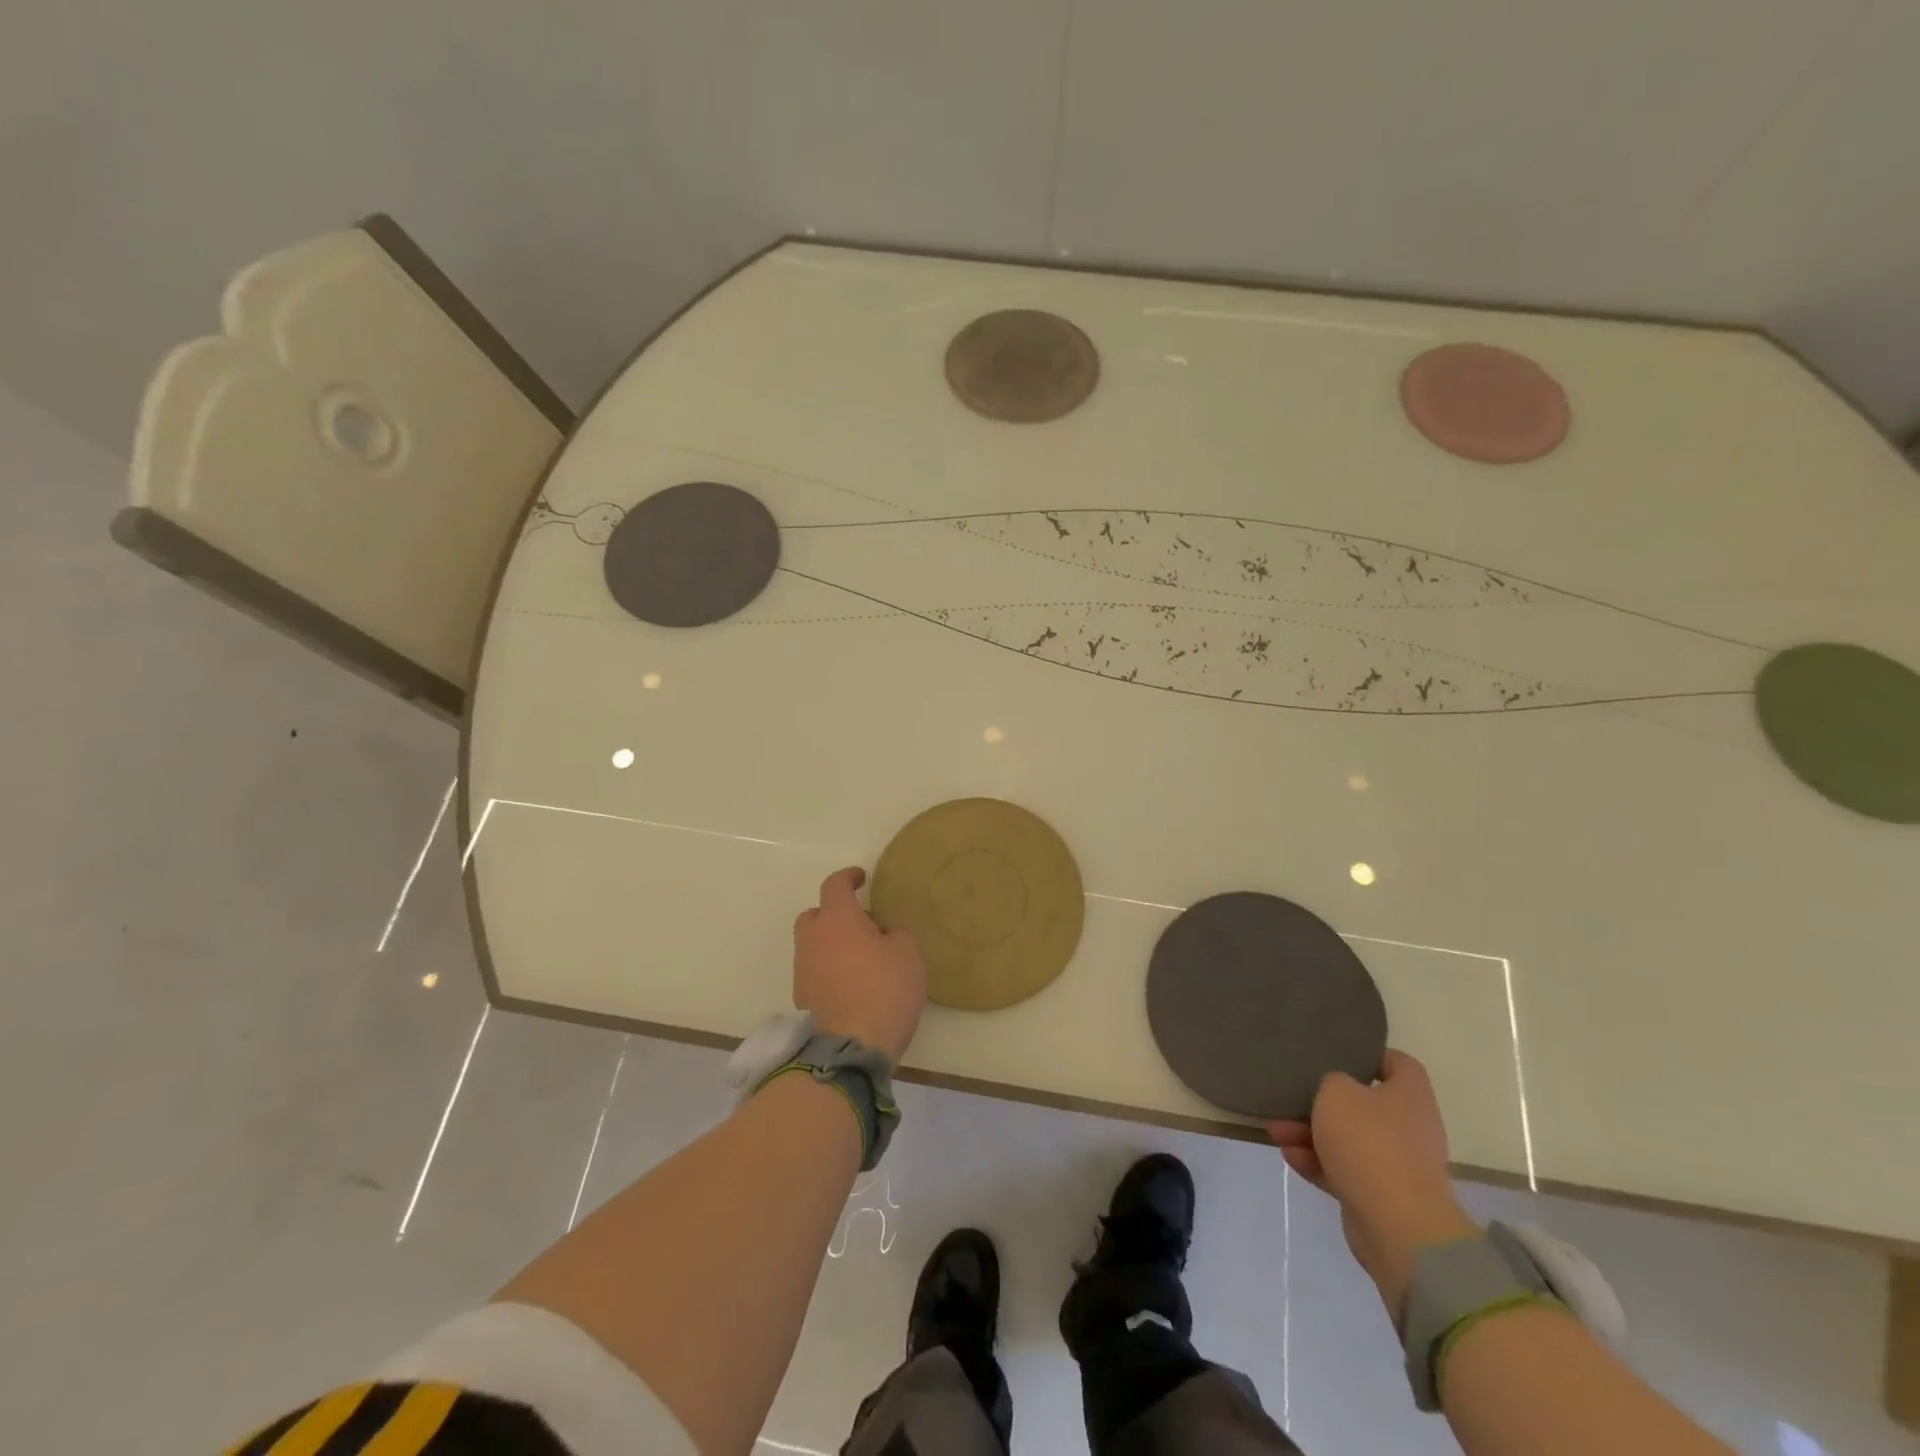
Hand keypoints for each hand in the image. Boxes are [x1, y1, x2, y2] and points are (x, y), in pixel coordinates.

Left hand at [792, 867, 926, 1063]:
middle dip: (834, 914)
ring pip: (813, 945)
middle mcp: (813, 939)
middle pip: (815, 915)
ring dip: (831, 944)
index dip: (848, 877)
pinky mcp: (802, 998)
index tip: (861, 878)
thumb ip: (896, 934)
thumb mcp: (908, 954)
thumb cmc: (884, 990)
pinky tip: (852, 984)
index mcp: (837, 919)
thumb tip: (884, 935)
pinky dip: (829, 970)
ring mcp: (803, 970)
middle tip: (861, 924)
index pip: (834, 885)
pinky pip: (815, 971)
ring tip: (861, 958)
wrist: (851, 1046)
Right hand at [1269, 1049, 1479, 1322]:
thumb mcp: (1336, 1092)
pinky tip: (1289, 1156)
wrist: (1398, 1227)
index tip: (1335, 1053)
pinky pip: (1343, 1170)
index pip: (1397, 1063)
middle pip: (1363, 1104)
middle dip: (1323, 1101)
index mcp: (1409, 1096)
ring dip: (1311, 1133)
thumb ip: (1330, 1081)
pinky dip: (1317, 1162)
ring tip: (1275, 1129)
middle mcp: (1408, 1127)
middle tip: (1291, 1096)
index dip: (1368, 1054)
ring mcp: (1396, 1165)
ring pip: (1347, 1139)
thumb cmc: (1369, 1143)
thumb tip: (1335, 1091)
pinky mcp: (1380, 1196)